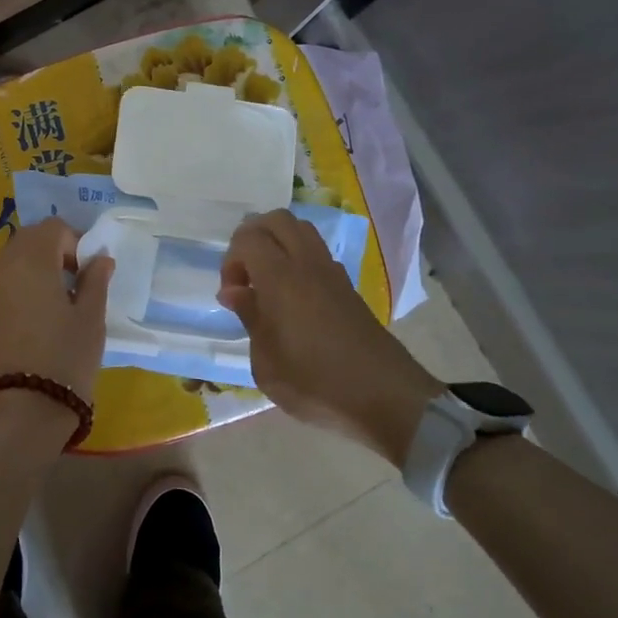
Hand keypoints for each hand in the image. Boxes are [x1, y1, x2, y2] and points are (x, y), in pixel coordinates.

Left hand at [0, 219, 112, 404]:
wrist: (19, 415)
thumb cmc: (65, 360)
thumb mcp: (90, 321)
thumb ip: (95, 282)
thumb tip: (99, 258)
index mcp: (32, 262)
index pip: (52, 228)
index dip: (74, 241)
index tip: (87, 271)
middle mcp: (0, 271)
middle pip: (24, 242)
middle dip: (50, 253)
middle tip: (71, 285)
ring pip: (6, 268)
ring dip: (29, 274)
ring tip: (51, 308)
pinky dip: (13, 297)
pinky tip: (28, 329)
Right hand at [218, 210, 443, 462]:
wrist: (386, 397)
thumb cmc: (316, 383)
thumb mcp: (266, 364)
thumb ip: (249, 318)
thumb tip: (235, 292)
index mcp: (281, 278)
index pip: (248, 237)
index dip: (231, 260)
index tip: (233, 296)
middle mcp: (307, 264)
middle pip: (276, 220)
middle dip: (252, 239)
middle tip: (246, 277)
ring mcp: (332, 272)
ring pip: (300, 230)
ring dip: (277, 244)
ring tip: (268, 283)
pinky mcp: (348, 286)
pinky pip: (317, 252)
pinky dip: (298, 259)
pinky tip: (294, 297)